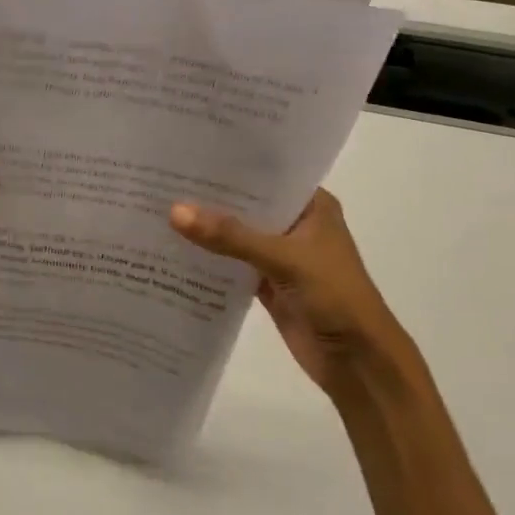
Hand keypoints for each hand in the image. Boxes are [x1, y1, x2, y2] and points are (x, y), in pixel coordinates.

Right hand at [170, 189, 415, 400]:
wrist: (357, 361)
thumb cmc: (335, 296)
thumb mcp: (283, 259)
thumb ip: (230, 236)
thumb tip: (174, 211)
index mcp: (312, 207)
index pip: (267, 176)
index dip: (230, 165)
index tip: (187, 154)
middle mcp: (295, 226)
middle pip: (247, 206)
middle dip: (210, 198)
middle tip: (161, 180)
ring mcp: (280, 257)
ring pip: (236, 237)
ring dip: (206, 230)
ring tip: (158, 209)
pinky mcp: (266, 285)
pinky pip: (231, 266)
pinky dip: (208, 261)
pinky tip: (172, 250)